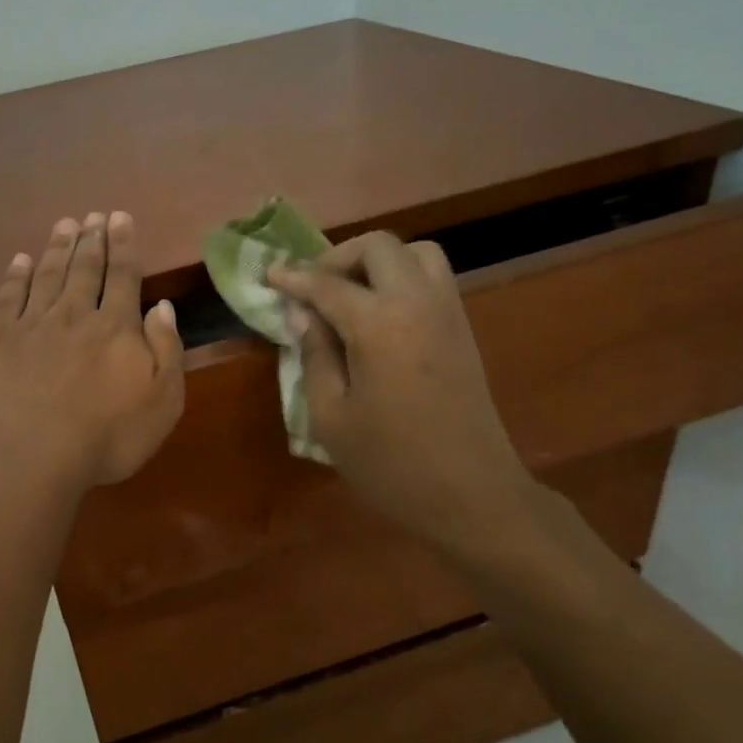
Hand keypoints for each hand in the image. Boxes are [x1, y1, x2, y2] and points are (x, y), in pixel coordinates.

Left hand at [0, 211, 184, 489]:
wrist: (31, 458)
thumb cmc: (106, 437)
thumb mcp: (162, 402)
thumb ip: (166, 350)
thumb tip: (161, 307)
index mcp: (115, 328)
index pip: (123, 276)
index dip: (123, 245)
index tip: (120, 217)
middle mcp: (73, 315)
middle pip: (84, 268)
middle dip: (92, 238)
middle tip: (94, 214)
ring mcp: (31, 325)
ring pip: (47, 275)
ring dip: (58, 247)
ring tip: (65, 224)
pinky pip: (8, 298)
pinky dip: (16, 276)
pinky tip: (20, 260)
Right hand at [269, 232, 540, 554]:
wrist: (473, 495)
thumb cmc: (391, 463)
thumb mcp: (331, 417)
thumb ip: (315, 356)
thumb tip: (305, 316)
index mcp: (379, 324)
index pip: (327, 283)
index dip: (293, 277)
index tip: (269, 274)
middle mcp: (418, 303)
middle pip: (378, 246)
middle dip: (338, 257)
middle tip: (313, 288)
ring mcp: (448, 313)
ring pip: (415, 252)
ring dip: (377, 261)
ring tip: (350, 295)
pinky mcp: (464, 330)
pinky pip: (433, 278)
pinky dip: (402, 277)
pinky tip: (380, 315)